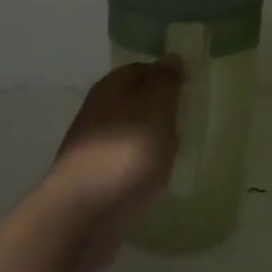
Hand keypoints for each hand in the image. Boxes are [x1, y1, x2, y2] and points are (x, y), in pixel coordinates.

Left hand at [45, 59, 182, 235]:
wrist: (80, 215)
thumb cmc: (124, 155)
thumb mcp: (155, 111)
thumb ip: (165, 83)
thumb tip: (170, 57)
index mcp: (111, 88)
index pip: (142, 68)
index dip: (166, 76)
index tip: (190, 90)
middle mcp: (97, 111)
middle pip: (133, 100)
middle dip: (158, 108)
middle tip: (187, 122)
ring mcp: (91, 146)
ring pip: (127, 131)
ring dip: (148, 138)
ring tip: (175, 151)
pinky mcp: (91, 178)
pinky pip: (122, 161)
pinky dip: (138, 165)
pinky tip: (153, 177)